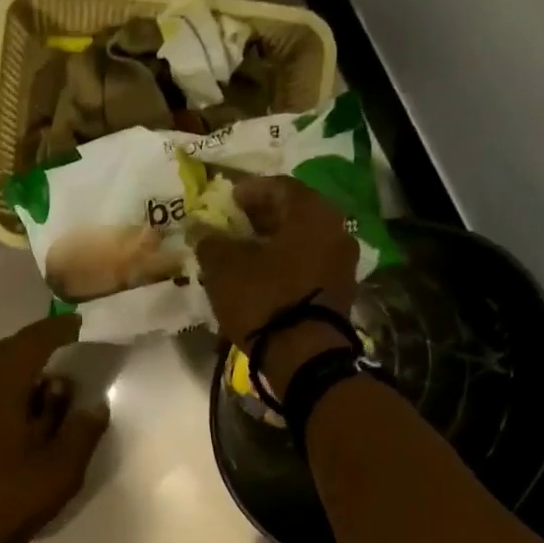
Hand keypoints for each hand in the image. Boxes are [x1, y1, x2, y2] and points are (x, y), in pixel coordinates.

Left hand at [0, 315, 109, 542]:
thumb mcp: (57, 471)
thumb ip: (80, 433)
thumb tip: (94, 404)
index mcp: (0, 383)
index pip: (33, 340)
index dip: (59, 330)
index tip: (79, 324)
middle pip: (6, 353)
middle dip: (36, 350)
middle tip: (64, 356)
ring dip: (17, 376)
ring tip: (45, 393)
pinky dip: (1, 399)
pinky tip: (14, 425)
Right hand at [196, 175, 358, 392]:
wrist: (303, 356)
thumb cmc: (264, 299)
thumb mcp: (225, 267)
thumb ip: (210, 241)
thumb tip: (200, 229)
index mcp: (312, 212)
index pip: (279, 186)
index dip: (249, 191)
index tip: (226, 201)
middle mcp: (336, 230)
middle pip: (294, 214)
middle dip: (262, 218)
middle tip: (233, 227)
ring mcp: (342, 263)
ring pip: (302, 242)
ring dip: (274, 244)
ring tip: (243, 256)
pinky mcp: (339, 292)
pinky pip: (308, 267)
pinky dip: (285, 266)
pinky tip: (262, 279)